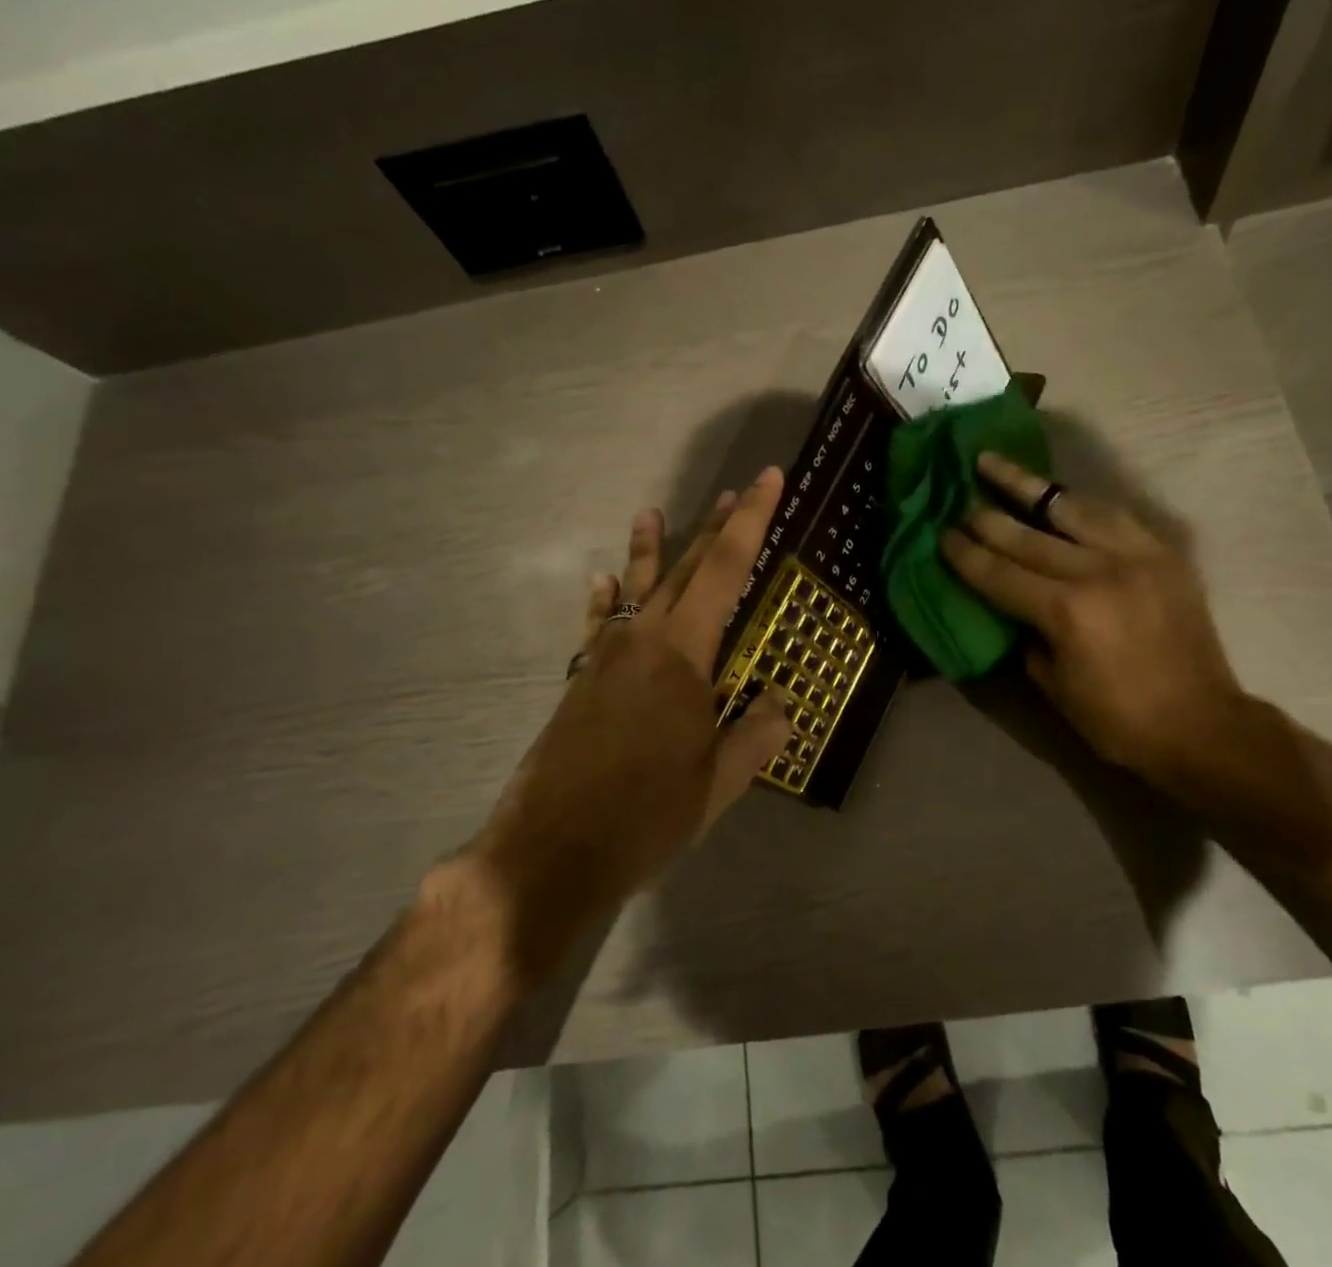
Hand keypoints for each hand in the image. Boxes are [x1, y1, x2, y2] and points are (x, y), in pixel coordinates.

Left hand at [469, 470, 793, 982]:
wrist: (551, 852)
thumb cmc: (646, 816)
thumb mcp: (718, 782)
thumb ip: (757, 735)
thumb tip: (781, 703)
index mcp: (684, 654)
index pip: (726, 569)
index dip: (751, 521)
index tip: (767, 479)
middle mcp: (643, 640)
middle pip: (684, 568)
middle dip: (712, 527)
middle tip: (735, 491)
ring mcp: (605, 658)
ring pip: (636, 587)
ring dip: (651, 549)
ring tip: (653, 512)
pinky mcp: (580, 681)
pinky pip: (598, 623)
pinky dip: (606, 598)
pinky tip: (605, 581)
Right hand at [940, 454, 1315, 848]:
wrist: (1203, 726)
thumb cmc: (1119, 720)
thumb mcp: (1053, 685)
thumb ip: (1027, 635)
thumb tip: (1010, 603)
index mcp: (1067, 611)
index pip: (1000, 573)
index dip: (965, 554)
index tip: (941, 534)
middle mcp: (1098, 571)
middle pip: (1028, 534)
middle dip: (986, 516)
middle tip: (958, 498)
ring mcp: (1135, 555)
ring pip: (1071, 506)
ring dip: (1029, 486)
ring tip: (997, 464)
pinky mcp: (1162, 553)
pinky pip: (1113, 514)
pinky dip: (1079, 503)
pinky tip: (1059, 494)